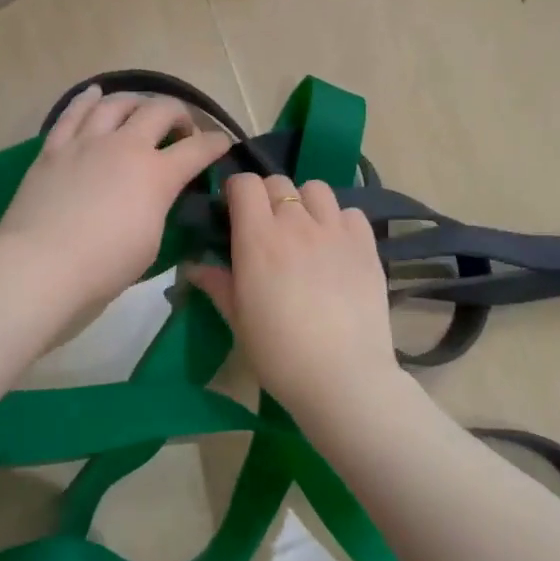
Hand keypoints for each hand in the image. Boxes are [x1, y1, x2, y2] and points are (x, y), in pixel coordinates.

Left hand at [0, 85, 232, 318]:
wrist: (41, 265)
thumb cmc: (104, 267)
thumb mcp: (150, 243)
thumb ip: (158, 209)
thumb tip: (155, 197)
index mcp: (156, 175)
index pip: (197, 150)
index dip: (216, 144)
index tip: (223, 143)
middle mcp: (125, 147)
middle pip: (160, 111)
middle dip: (179, 114)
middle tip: (181, 129)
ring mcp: (87, 143)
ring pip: (117, 104)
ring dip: (136, 102)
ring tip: (141, 108)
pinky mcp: (54, 148)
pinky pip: (73, 113)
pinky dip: (87, 100)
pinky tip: (95, 93)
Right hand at [186, 173, 398, 406]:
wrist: (342, 378)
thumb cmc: (279, 353)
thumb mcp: (238, 320)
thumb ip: (217, 284)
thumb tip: (193, 267)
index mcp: (258, 238)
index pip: (244, 184)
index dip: (236, 192)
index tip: (233, 212)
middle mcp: (297, 223)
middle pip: (278, 182)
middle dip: (267, 196)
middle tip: (266, 227)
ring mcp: (335, 231)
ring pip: (316, 189)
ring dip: (304, 202)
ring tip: (304, 230)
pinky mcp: (366, 245)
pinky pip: (350, 212)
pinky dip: (339, 221)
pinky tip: (335, 246)